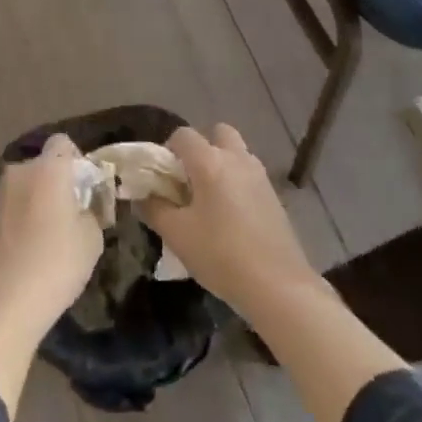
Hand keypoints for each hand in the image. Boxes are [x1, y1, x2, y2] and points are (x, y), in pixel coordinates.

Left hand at [0, 135, 101, 416]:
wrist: (3, 302)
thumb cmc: (55, 264)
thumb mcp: (92, 238)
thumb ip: (93, 210)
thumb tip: (87, 204)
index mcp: (48, 168)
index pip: (64, 143)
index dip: (79, 160)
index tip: (88, 189)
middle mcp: (20, 171)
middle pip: (45, 164)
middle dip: (61, 181)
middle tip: (75, 213)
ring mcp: (0, 193)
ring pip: (29, 185)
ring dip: (42, 199)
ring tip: (54, 234)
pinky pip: (15, 204)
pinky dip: (26, 215)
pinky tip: (34, 247)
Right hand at [141, 124, 318, 317]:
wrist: (279, 287)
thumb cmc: (221, 255)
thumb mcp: (177, 235)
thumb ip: (154, 209)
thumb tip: (142, 196)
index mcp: (210, 162)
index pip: (183, 135)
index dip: (168, 150)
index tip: (164, 178)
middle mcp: (237, 159)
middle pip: (218, 133)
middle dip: (202, 148)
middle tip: (190, 180)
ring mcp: (260, 176)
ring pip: (237, 153)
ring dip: (222, 164)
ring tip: (210, 200)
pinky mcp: (275, 197)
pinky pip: (249, 175)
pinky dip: (237, 183)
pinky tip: (232, 218)